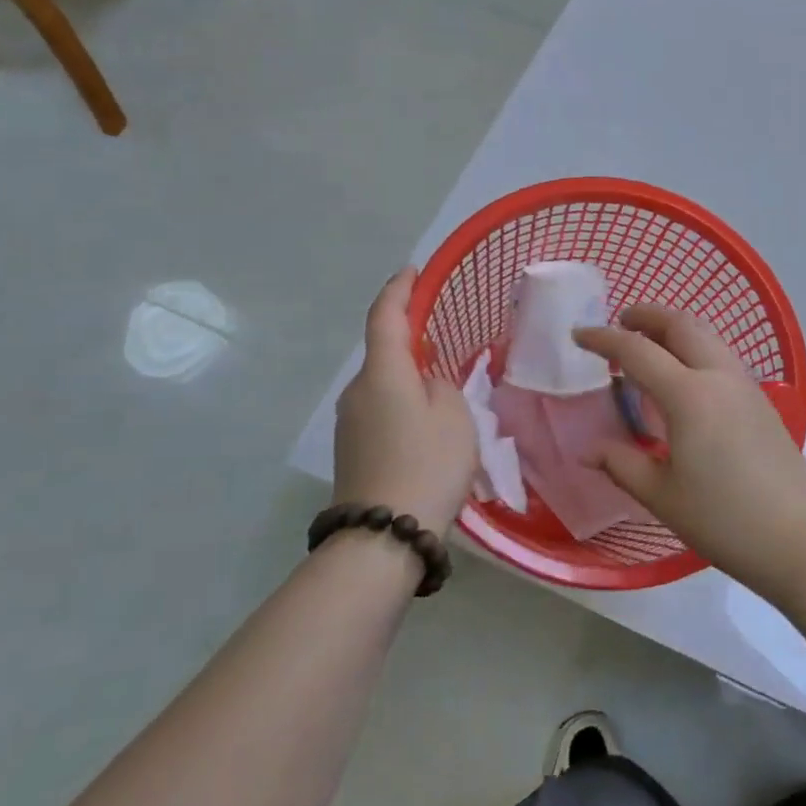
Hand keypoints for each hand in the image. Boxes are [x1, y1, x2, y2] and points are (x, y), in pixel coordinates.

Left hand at [333, 268, 476, 537]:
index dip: (398, 289)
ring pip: (383, 385)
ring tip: (443, 392)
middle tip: (444, 341)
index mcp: (382, 373)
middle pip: (383, 352)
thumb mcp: (455, 416)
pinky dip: (402, 404)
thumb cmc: (427, 464)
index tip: (412, 270)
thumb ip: (443, 387)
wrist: (384, 535)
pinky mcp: (352, 449)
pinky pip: (380, 410)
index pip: (385, 316)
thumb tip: (427, 386)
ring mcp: (350, 422)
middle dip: (410, 341)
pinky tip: (427, 426)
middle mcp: (357, 391)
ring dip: (408, 378)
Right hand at [574, 306, 805, 586]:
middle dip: (647, 316)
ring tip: (650, 346)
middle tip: (620, 322)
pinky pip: (722, 357)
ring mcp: (746, 386)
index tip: (579, 335)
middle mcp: (719, 377)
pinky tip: (685, 379)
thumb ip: (621, 464)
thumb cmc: (722, 519)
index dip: (604, 339)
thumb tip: (588, 450)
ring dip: (675, 330)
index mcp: (689, 395)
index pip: (638, 351)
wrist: (798, 539)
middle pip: (682, 325)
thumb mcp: (661, 496)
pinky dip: (695, 350)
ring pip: (708, 337)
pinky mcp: (762, 402)